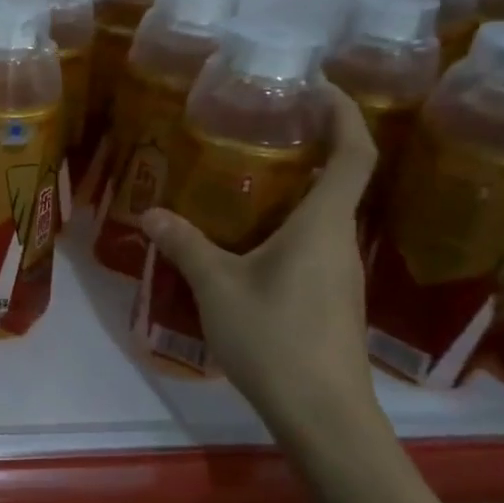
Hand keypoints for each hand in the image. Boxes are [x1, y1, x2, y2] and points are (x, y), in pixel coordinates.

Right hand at [139, 84, 385, 449]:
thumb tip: (150, 213)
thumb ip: (186, 245)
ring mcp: (342, 273)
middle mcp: (341, 242)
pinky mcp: (333, 299)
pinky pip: (315, 243)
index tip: (318, 87)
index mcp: (322, 226)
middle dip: (313, 145)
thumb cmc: (276, 339)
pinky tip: (251, 239)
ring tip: (250, 178)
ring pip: (326, 215)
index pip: (353, 154)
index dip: (344, 114)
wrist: (324, 415)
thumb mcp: (218, 287)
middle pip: (342, 179)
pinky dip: (290, 224)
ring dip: (298, 188)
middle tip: (265, 126)